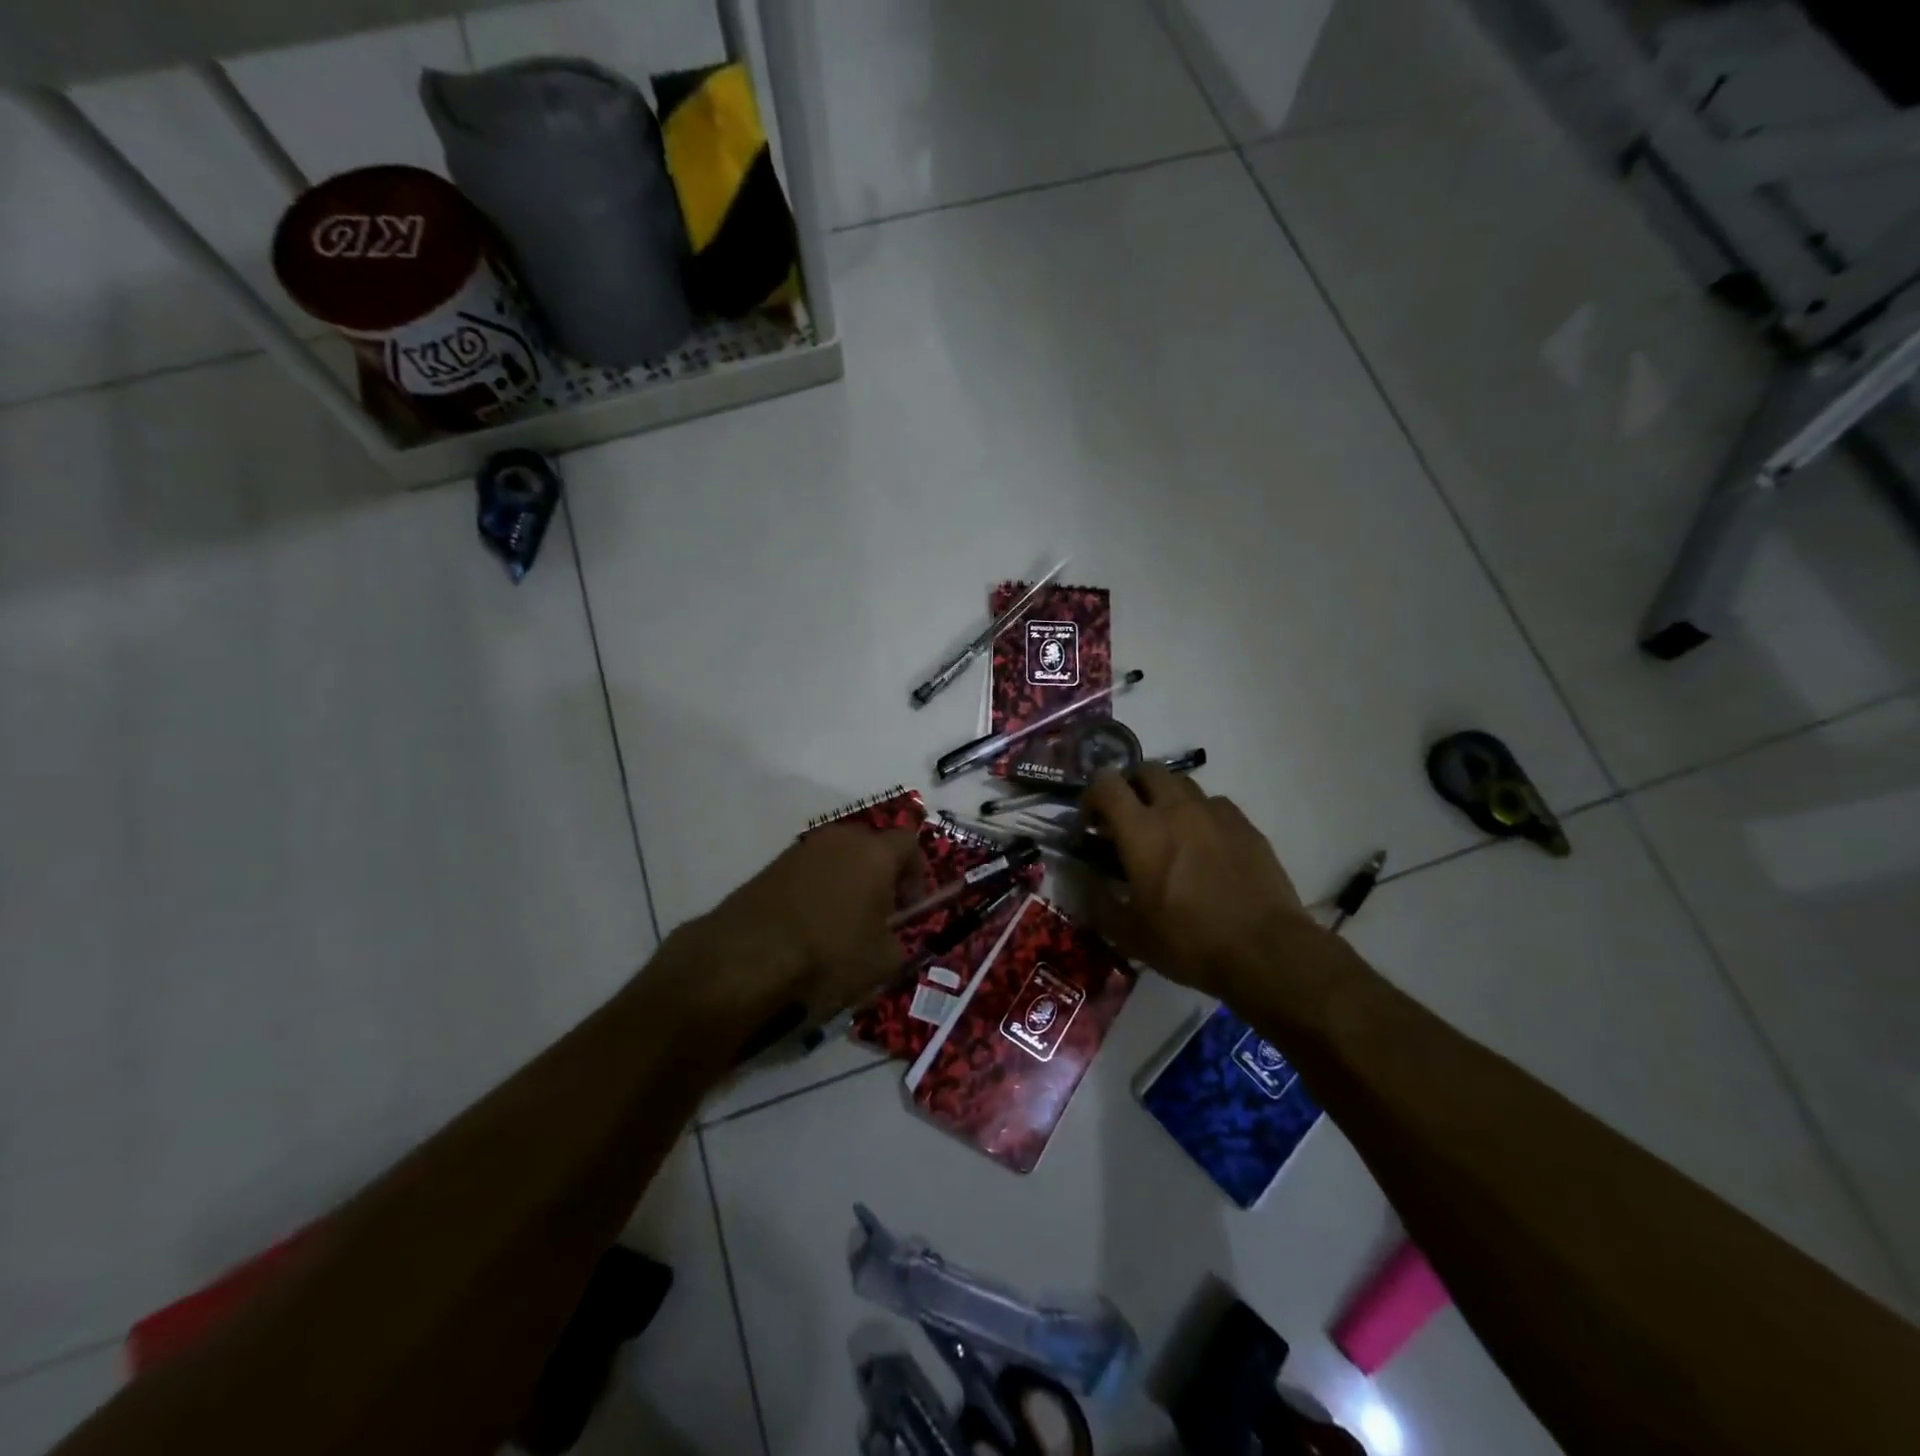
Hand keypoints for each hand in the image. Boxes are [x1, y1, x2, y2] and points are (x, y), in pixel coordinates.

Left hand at [674, 825, 924, 1027]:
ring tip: (841, 924)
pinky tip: (808, 928)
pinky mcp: (770, 867)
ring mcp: (800, 850)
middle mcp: (839, 839)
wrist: (746, 959)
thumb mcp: (882, 963)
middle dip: (880, 875)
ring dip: (846, 882)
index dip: (916, 874)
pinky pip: (807, 873)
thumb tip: (891, 939)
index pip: (909, 843)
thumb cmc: (828, 955)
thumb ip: (898, 943)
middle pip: (871, 845)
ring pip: (836, 858)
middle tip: (879, 914)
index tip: (910, 907)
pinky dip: (815, 892)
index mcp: (874, 852)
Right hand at [1083, 767, 1317, 998]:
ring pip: (1182, 783)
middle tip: (1127, 819)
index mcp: (1141, 830)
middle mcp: (1177, 809)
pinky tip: (1204, 845)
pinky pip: (1214, 804)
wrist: (1265, 950)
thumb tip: (1087, 881)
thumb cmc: (1189, 942)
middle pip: (1146, 770)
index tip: (1091, 824)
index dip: (1091, 796)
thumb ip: (1099, 902)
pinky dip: (1200, 815)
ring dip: (1165, 798)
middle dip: (1130, 787)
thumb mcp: (1130, 935)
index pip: (1106, 783)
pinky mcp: (1245, 824)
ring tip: (1167, 831)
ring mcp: (1215, 813)